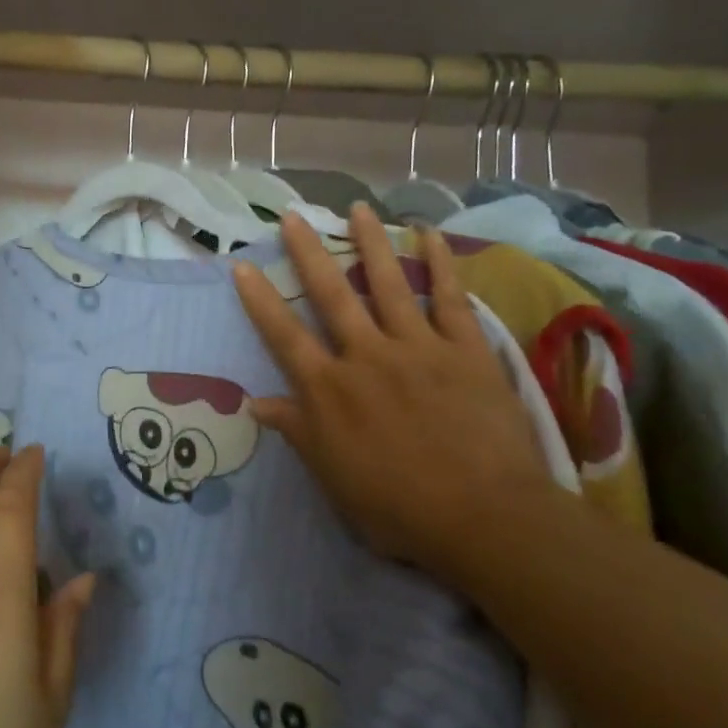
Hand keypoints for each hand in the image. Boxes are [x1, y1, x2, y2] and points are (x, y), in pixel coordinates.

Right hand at [233, 204, 562, 587]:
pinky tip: (429, 235)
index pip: (284, 336)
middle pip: (330, 295)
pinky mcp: (465, 350)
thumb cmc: (398, 507)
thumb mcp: (333, 477)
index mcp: (329, 390)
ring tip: (356, 209)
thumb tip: (255, 403)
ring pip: (387, 284)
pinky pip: (451, 299)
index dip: (260, 300)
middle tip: (293, 216)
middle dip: (308, 253)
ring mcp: (417, 348)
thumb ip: (297, 432)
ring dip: (369, 244)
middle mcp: (366, 356)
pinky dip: (440, 265)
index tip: (242, 266)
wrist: (484, 518)